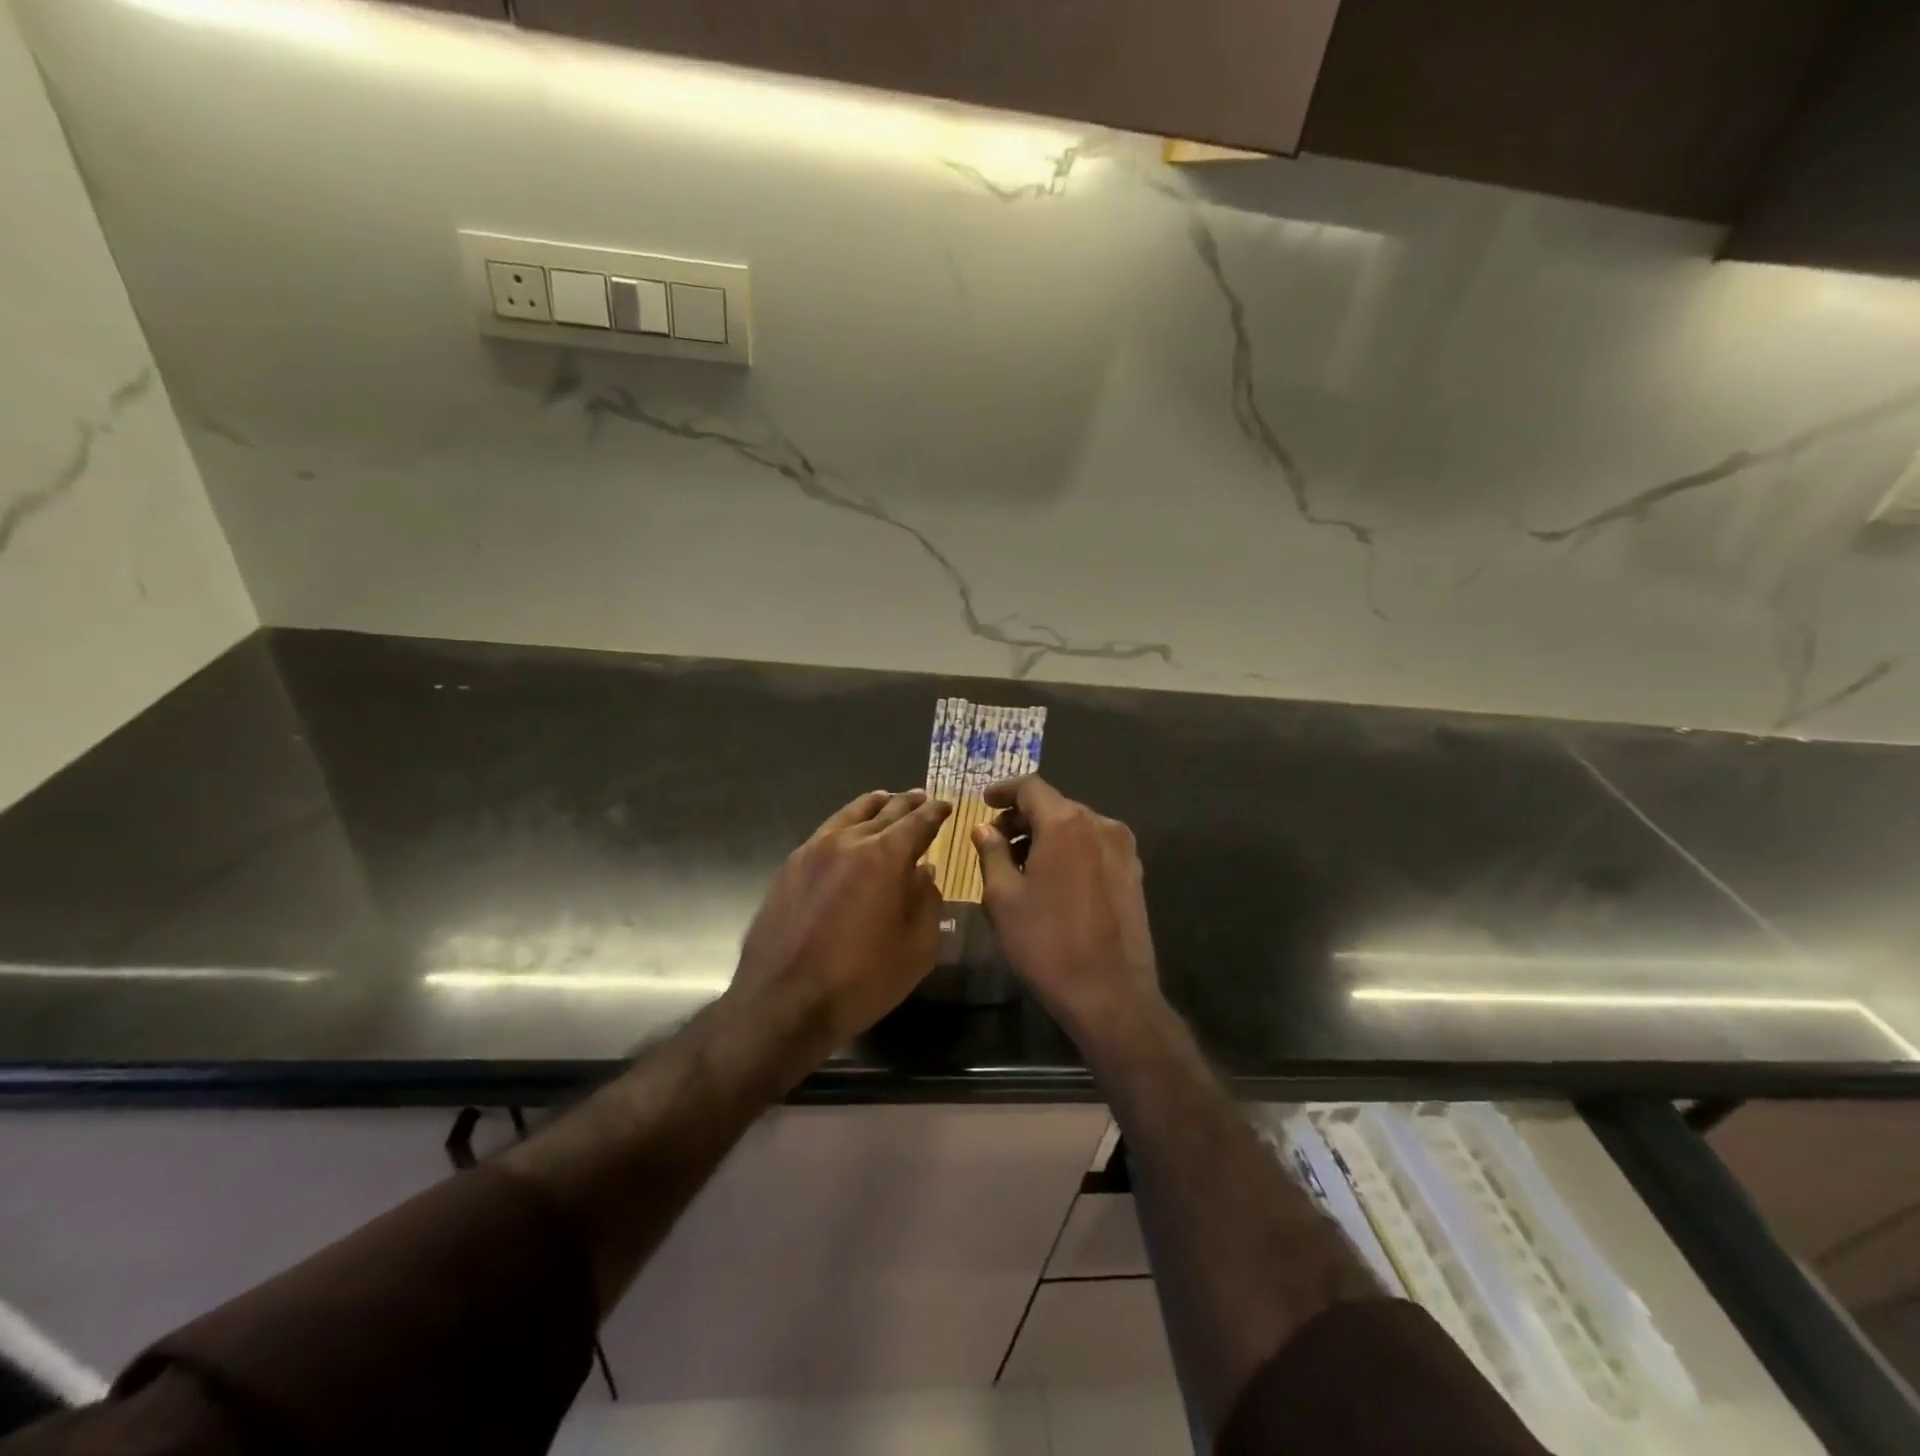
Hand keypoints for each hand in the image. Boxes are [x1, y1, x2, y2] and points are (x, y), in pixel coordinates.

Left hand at [729, 788, 950, 1055]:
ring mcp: (814, 850)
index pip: (918, 822)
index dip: (935, 812)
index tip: (945, 806)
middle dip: (907, 803)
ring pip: (850, 814)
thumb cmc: (861, 981)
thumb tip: (924, 872)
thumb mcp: (917, 948)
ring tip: (885, 800)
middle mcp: (850, 841)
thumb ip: (927, 902)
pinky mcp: (791, 866)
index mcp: (886, 857)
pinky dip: (845, 823)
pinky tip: (848, 832)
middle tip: (921, 798)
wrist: (784, 1003)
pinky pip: (826, 832)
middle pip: (885, 811)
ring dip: (873, 806)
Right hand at [971, 776, 1163, 1038]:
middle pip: (1055, 805)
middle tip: (995, 840)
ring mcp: (1122, 849)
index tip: (984, 802)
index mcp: (1066, 823)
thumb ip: (992, 853)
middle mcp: (1100, 825)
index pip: (1031, 787)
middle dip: (1023, 817)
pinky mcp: (1133, 873)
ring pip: (1075, 826)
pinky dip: (1069, 850)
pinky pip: (1093, 846)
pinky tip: (1052, 878)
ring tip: (1020, 863)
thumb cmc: (1047, 942)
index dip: (1004, 791)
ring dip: (1046, 835)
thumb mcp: (1004, 898)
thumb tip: (985, 829)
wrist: (1111, 993)